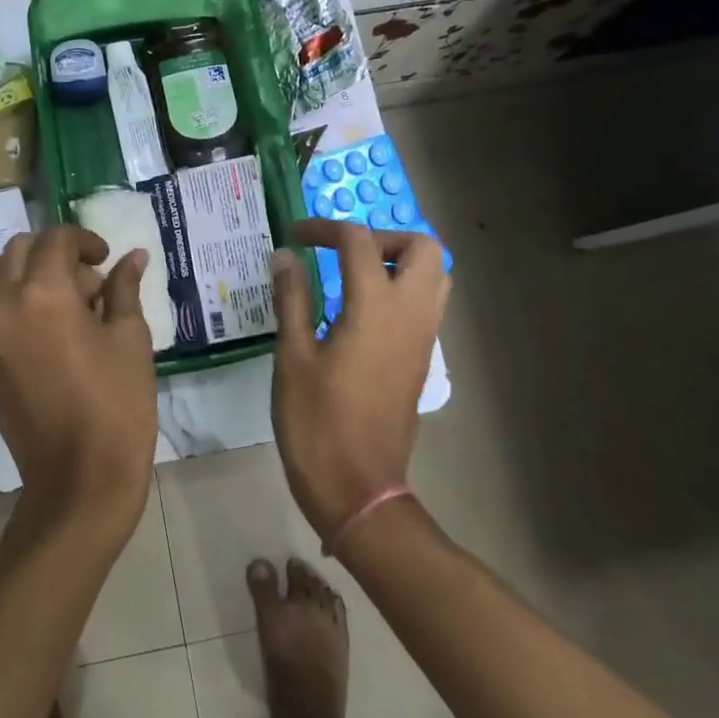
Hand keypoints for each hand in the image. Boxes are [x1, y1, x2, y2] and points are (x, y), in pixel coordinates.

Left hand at [0, 226, 157, 541]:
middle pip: (19, 248)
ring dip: (23, 269)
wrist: (78, 477)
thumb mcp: (130, 339)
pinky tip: (35, 323)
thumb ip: (124, 289)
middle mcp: (4, 303)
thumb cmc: (116, 405)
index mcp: (45, 293)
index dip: (85, 240)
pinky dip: (3, 297)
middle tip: (86, 280)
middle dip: (54, 251)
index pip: (56, 239)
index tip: (106, 259)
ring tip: (56, 297)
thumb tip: (132, 257)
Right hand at [270, 220, 449, 542]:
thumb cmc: (317, 423)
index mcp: (375, 308)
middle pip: (421, 246)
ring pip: (434, 275)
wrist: (359, 488)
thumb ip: (291, 299)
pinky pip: (427, 304)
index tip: (295, 236)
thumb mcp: (292, 357)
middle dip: (381, 236)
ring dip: (399, 261)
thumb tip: (284, 256)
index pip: (359, 241)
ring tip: (354, 275)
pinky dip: (402, 288)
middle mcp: (410, 314)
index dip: (324, 229)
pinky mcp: (421, 359)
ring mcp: (423, 338)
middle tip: (342, 253)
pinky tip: (361, 310)